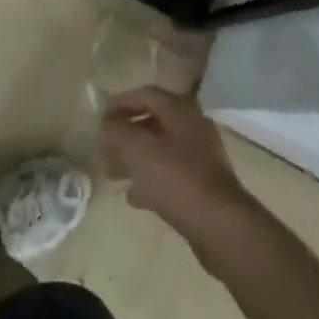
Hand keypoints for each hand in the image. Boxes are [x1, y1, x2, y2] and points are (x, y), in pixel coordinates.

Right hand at [100, 86, 258, 252]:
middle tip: (103, 149)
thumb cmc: (175, 177)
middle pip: (152, 123)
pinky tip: (133, 196)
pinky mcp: (203, 185)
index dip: (120, 102)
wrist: (219, 224)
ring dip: (134, 159)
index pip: (146, 94)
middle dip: (125, 135)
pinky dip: (150, 180)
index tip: (100, 118)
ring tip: (112, 174)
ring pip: (160, 150)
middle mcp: (192, 127)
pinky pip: (170, 174)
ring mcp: (200, 157)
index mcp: (180, 110)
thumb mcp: (137, 148)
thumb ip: (117, 130)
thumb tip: (108, 122)